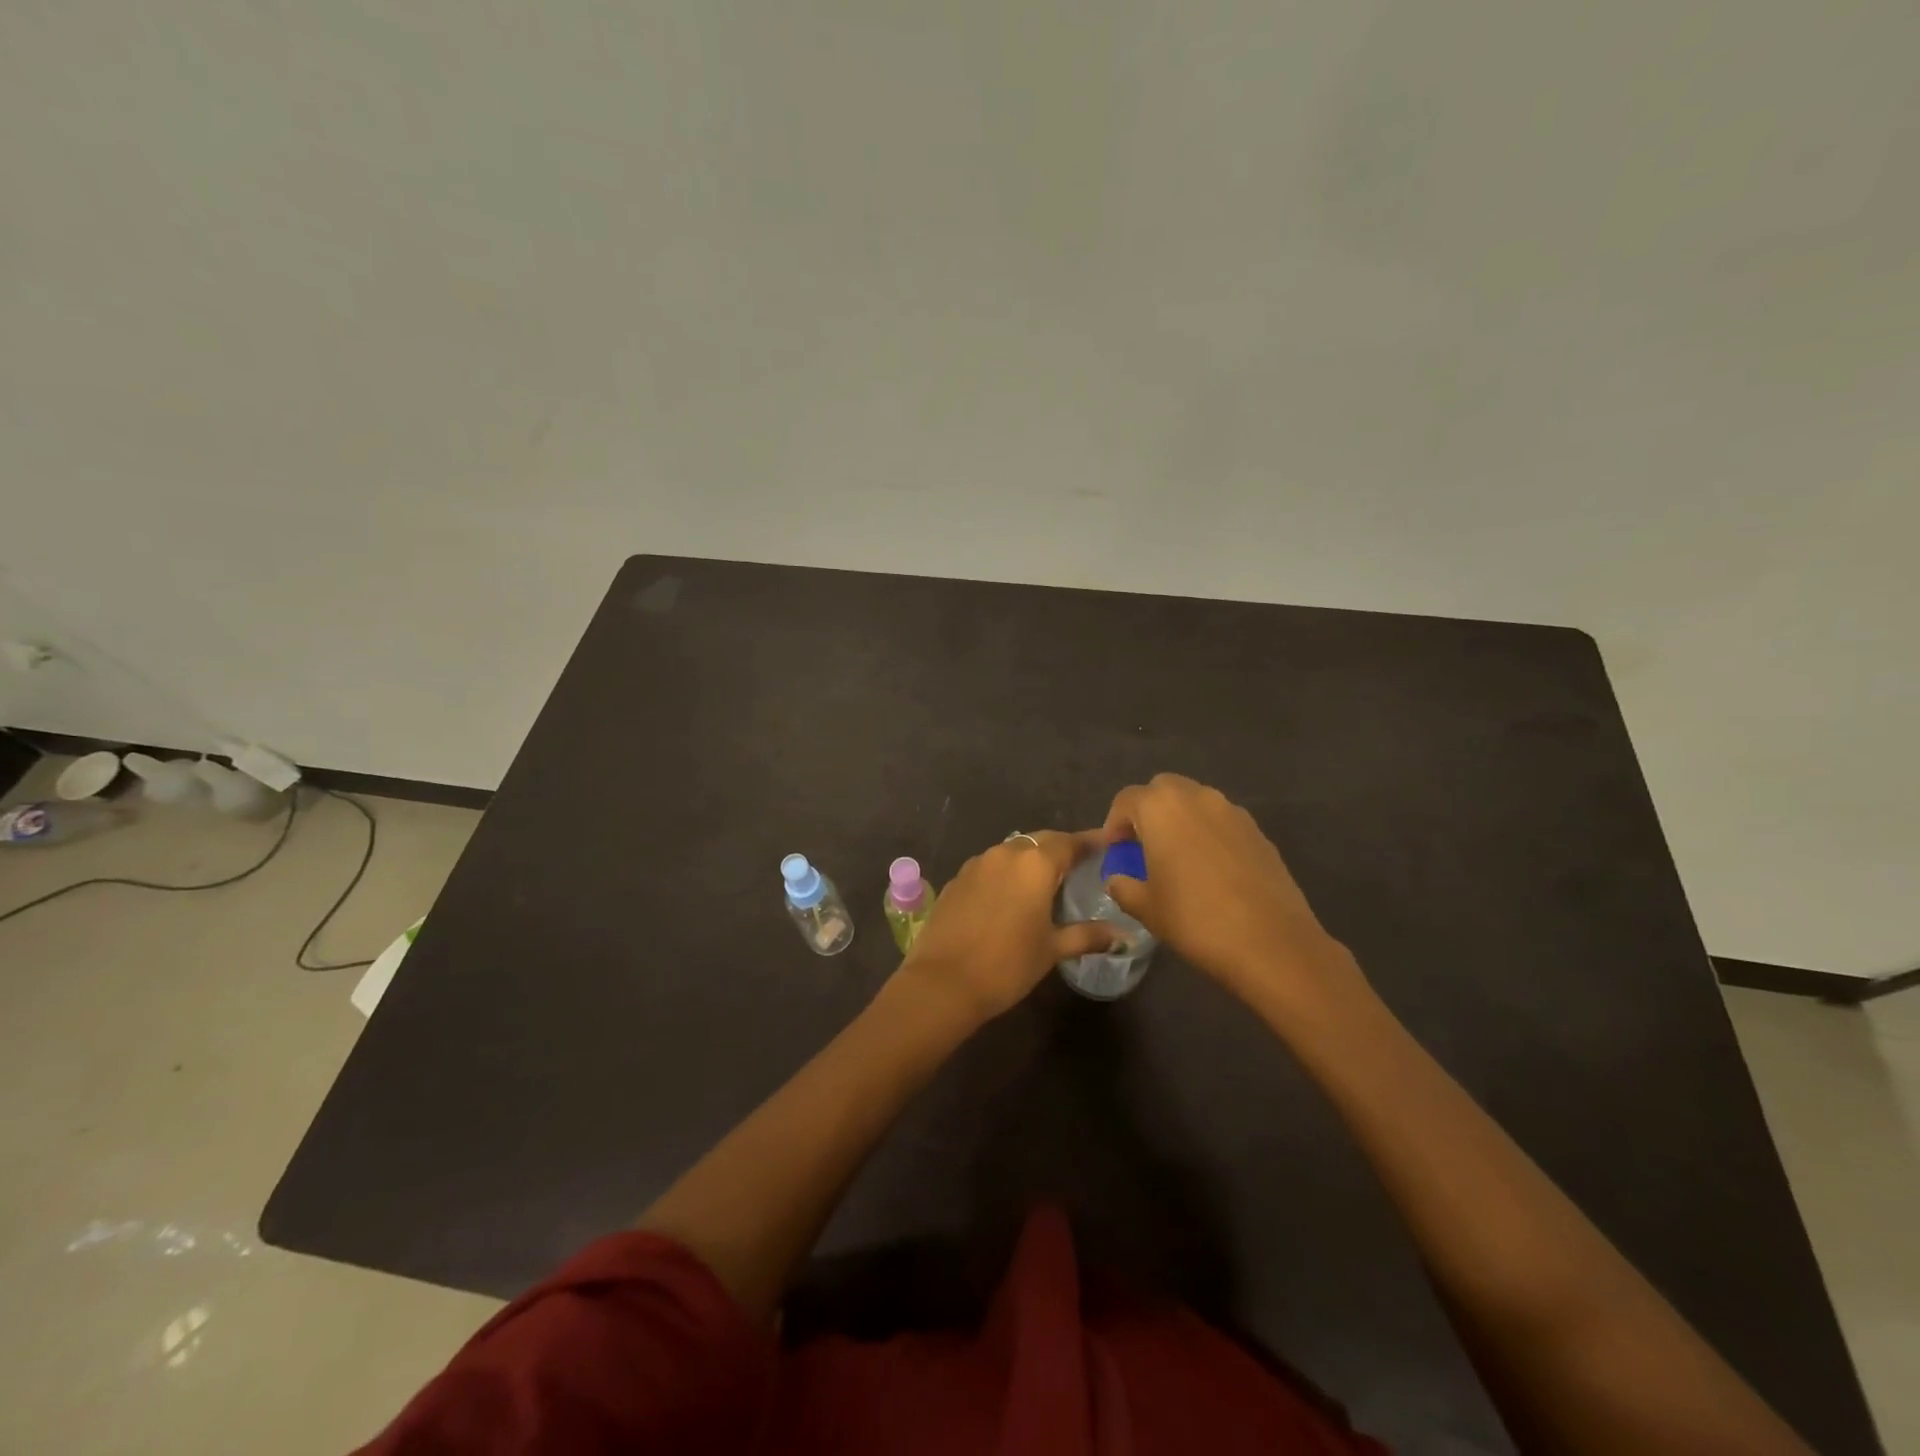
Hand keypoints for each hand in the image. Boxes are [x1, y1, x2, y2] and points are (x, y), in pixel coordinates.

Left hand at [895, 831, 1116, 1027]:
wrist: (943, 982)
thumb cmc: (1007, 964)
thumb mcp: (1052, 949)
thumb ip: (1088, 935)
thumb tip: (1125, 935)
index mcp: (1035, 864)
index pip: (1070, 842)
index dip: (1090, 842)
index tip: (1108, 844)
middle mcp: (1006, 853)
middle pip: (1040, 841)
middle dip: (1061, 848)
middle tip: (1080, 863)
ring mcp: (977, 864)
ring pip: (1013, 851)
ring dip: (1031, 859)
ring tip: (1047, 880)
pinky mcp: (957, 879)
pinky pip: (990, 866)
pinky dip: (1006, 873)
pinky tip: (1010, 895)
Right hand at [1102, 774, 1355, 1010]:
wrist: (1272, 943)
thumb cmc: (1195, 919)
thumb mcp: (1146, 908)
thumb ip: (1123, 886)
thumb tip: (1117, 880)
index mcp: (1161, 808)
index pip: (1126, 800)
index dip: (1114, 823)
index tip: (1115, 851)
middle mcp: (1197, 797)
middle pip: (1163, 790)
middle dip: (1149, 811)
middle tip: (1144, 846)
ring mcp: (1233, 812)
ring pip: (1196, 802)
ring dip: (1180, 820)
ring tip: (1177, 858)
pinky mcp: (1259, 832)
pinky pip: (1222, 822)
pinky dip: (1209, 834)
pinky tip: (1210, 870)